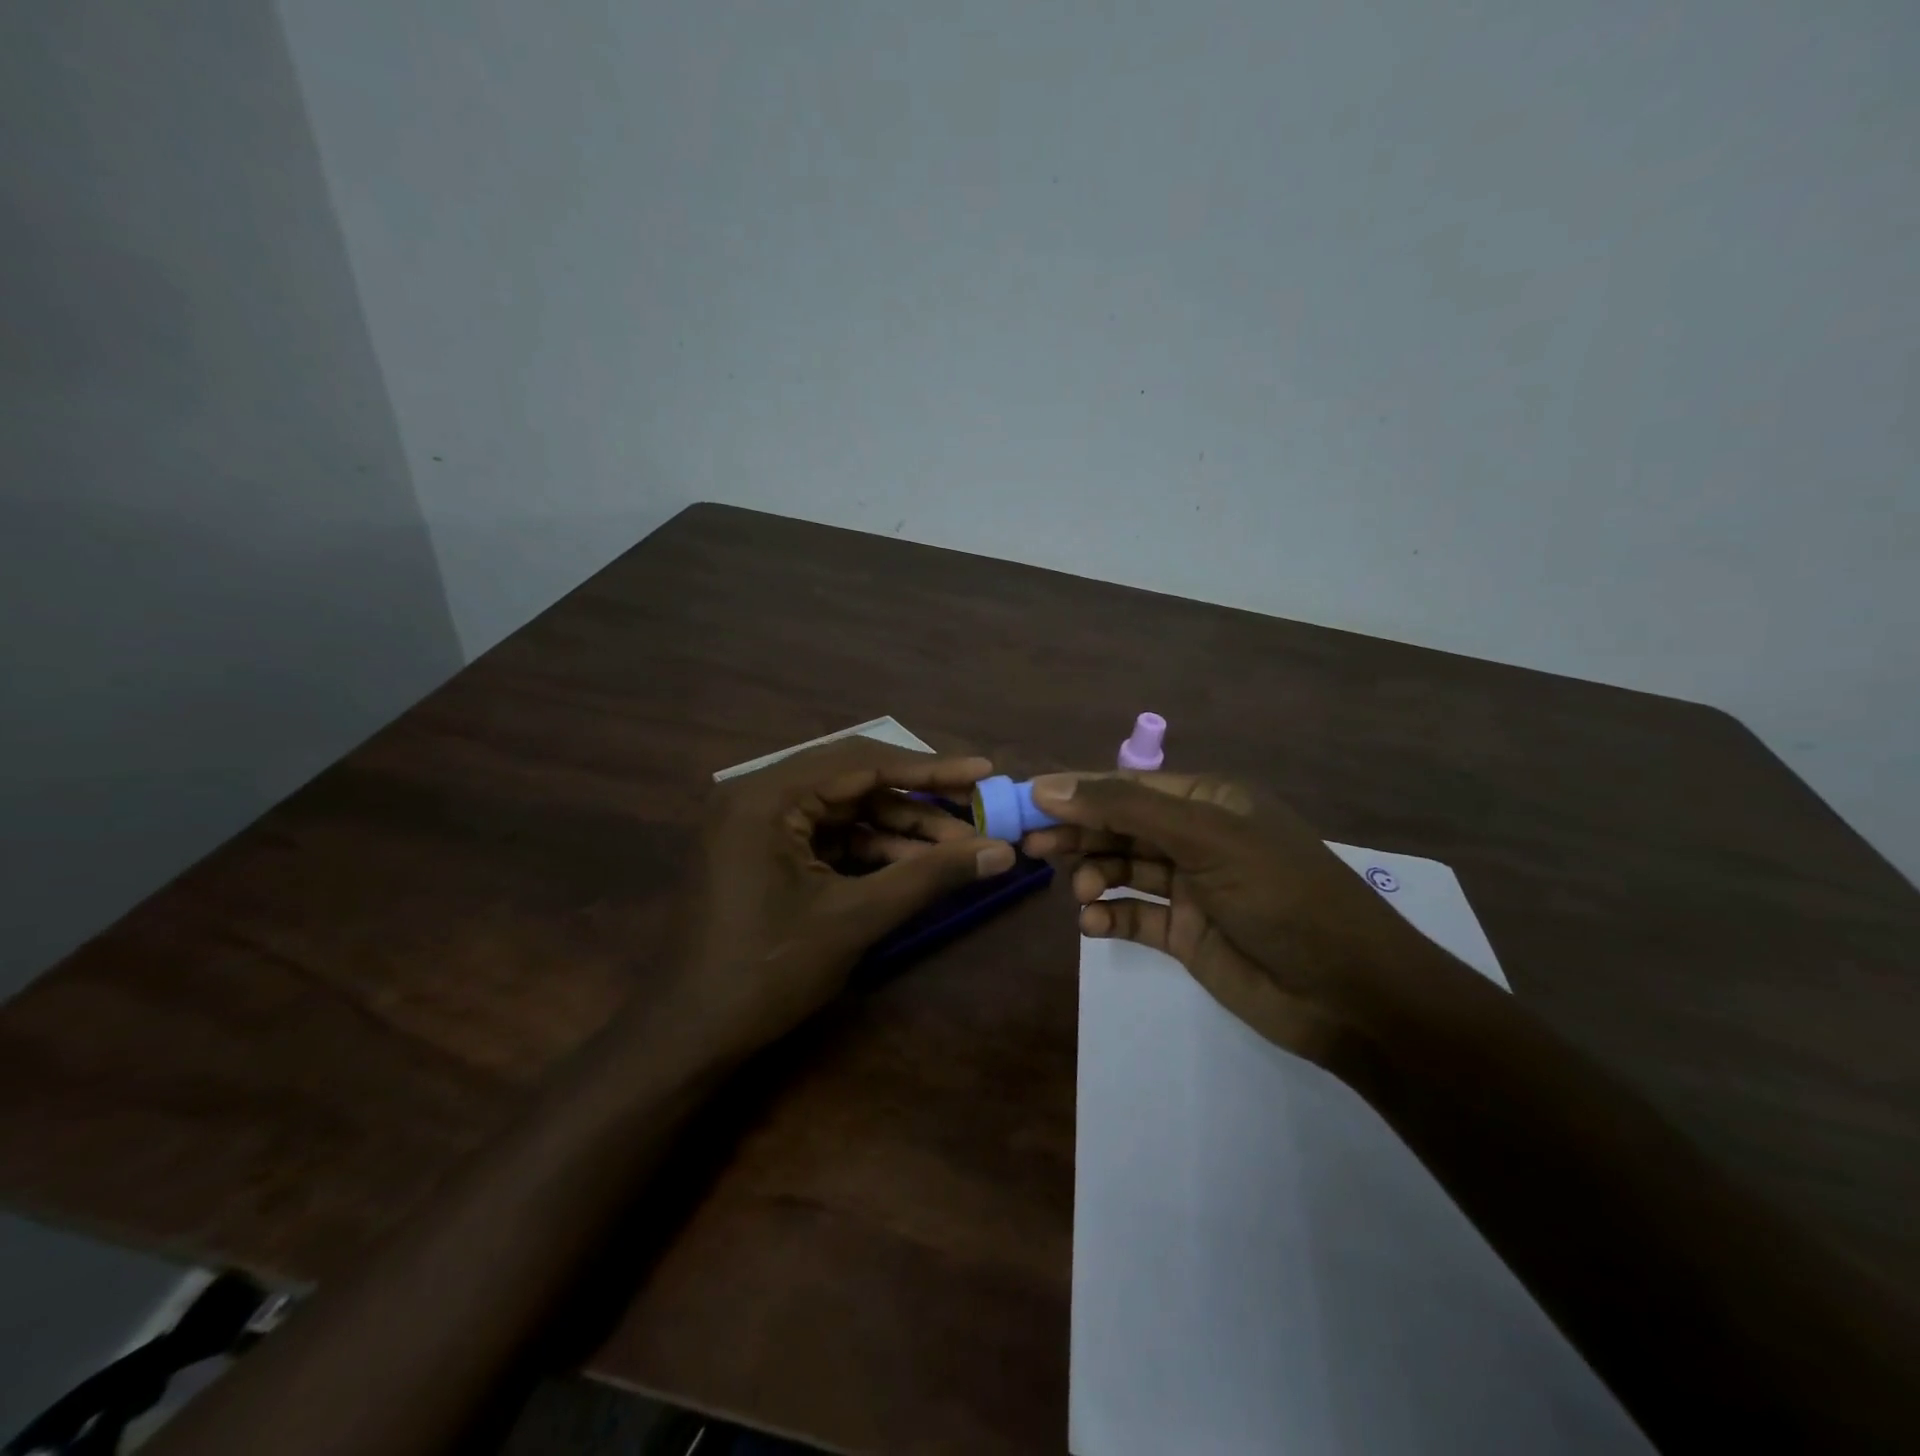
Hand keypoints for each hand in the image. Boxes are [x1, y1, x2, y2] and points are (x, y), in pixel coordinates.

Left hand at [667, 738, 1015, 1057]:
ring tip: (957, 849)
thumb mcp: (855, 918)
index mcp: (768, 795)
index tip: (982, 770)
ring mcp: (757, 822)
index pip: (862, 762)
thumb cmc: (766, 972)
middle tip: (974, 808)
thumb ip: (929, 877)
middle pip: (854, 780)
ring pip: (844, 809)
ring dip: (898, 828)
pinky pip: (827, 835)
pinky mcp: (762, 850)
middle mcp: (758, 794)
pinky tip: (913, 865)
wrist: (689, 1036)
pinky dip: (869, 848)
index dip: (929, 768)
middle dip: (917, 799)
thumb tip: (1002, 852)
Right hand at [1022, 772, 1471, 1068]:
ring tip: (1080, 893)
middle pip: (1121, 826)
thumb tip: (1049, 786)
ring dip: (1095, 877)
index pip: (1128, 786)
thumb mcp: (1206, 838)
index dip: (1077, 791)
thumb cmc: (1281, 895)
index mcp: (1210, 800)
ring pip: (1123, 870)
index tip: (1026, 801)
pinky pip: (1135, 916)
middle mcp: (1198, 837)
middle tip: (1031, 846)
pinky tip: (1094, 924)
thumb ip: (1127, 809)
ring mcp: (1192, 887)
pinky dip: (1110, 917)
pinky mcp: (1187, 934)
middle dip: (1078, 834)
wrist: (1350, 995)